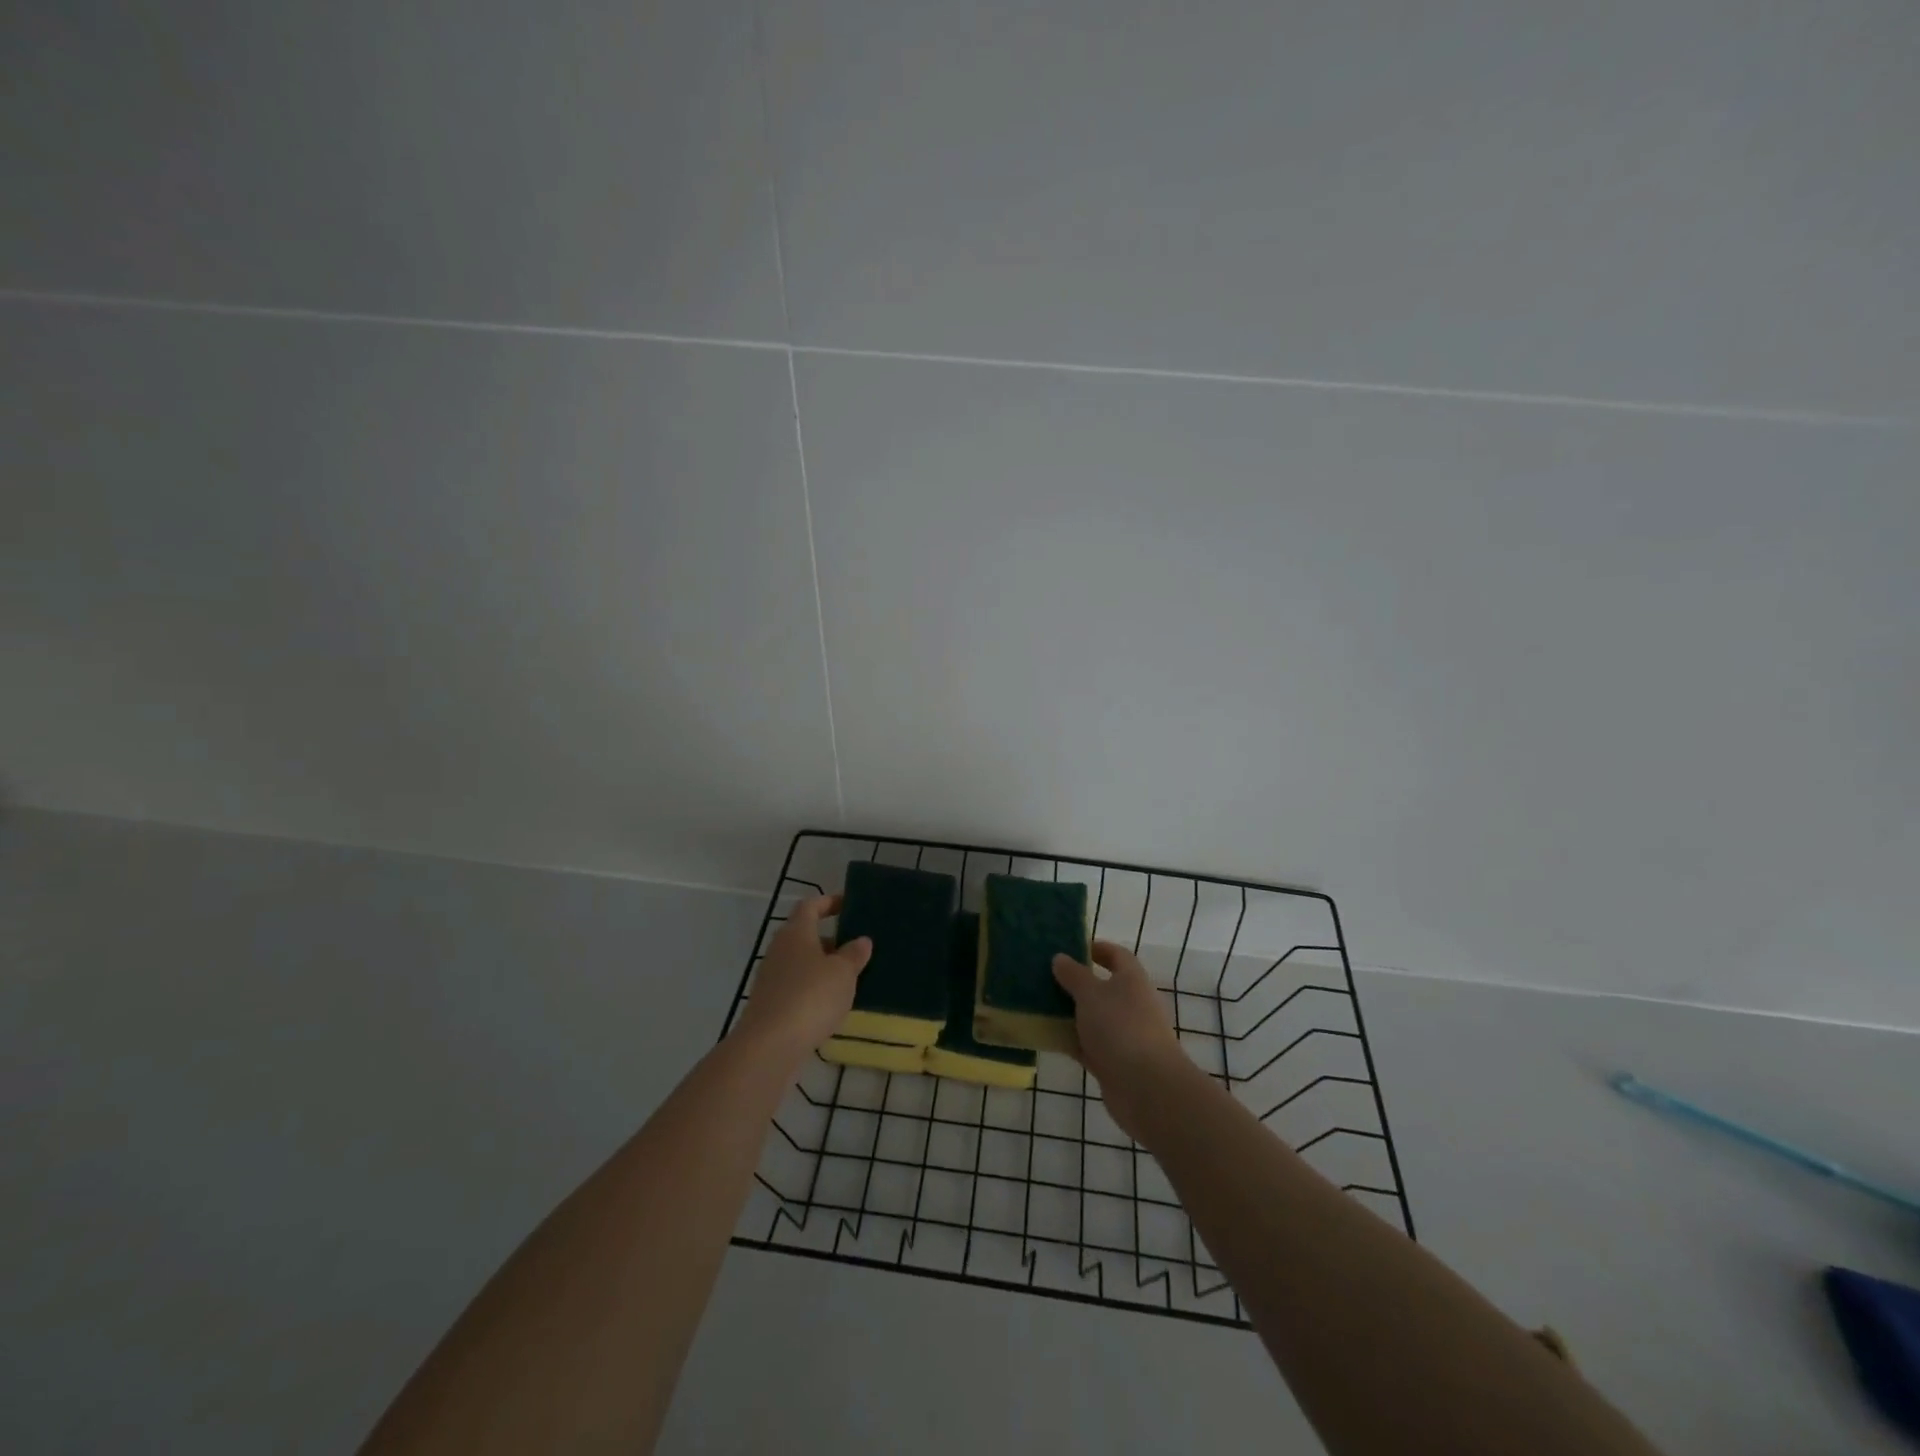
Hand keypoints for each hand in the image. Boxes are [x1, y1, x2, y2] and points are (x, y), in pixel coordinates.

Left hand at [734, 895, 871, 1058]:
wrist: (769, 1046)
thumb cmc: (810, 997)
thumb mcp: (843, 973)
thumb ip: (854, 954)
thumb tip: (861, 940)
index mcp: (796, 932)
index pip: (811, 905)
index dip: (829, 902)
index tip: (850, 905)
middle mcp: (780, 949)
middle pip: (806, 935)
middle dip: (832, 940)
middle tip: (858, 948)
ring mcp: (772, 978)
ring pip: (803, 963)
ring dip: (825, 967)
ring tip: (852, 978)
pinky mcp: (771, 1004)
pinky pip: (798, 987)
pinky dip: (815, 990)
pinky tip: (833, 1005)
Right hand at [1052, 941, 1193, 1140]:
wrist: (1147, 1088)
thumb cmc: (1120, 1028)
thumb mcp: (1091, 994)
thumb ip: (1073, 975)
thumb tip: (1060, 957)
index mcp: (1132, 980)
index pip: (1116, 955)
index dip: (1096, 948)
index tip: (1070, 948)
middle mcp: (1132, 1004)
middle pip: (1103, 987)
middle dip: (1077, 983)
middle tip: (1046, 978)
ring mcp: (1125, 1035)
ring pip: (1094, 1017)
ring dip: (1072, 1013)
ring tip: (1041, 1005)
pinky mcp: (1116, 1062)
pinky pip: (1090, 1044)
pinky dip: (1073, 1040)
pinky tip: (1049, 1037)